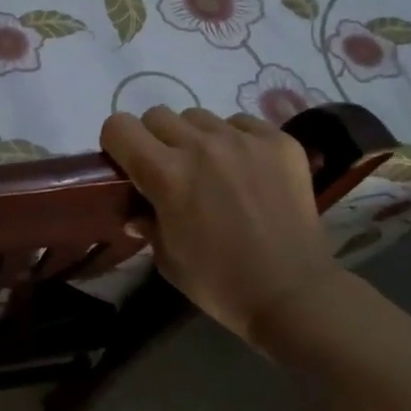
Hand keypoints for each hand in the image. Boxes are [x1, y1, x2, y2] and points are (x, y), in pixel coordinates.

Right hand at [100, 106, 344, 348]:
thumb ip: (146, 222)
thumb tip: (137, 211)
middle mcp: (201, 146)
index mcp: (166, 174)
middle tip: (170, 170)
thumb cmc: (219, 283)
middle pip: (158, 115)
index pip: (119, 126)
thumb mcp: (166, 258)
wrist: (293, 295)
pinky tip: (247, 171)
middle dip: (155, 140)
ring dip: (196, 138)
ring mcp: (245, 139)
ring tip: (213, 170)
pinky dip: (236, 140)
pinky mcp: (280, 142)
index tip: (127, 164)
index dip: (117, 144)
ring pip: (200, 116)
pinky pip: (243, 123)